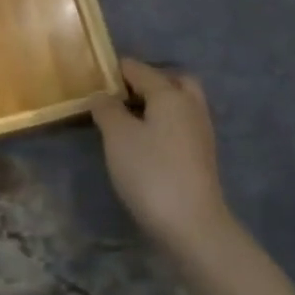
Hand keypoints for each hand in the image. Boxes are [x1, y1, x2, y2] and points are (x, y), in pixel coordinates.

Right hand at [90, 58, 231, 249]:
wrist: (192, 224)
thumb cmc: (150, 172)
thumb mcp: (118, 136)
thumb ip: (107, 109)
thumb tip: (102, 94)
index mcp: (170, 94)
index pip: (139, 69)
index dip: (115, 70)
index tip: (93, 78)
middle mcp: (191, 105)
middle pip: (171, 80)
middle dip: (147, 82)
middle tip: (121, 96)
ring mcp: (201, 131)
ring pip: (180, 103)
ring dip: (158, 104)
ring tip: (129, 120)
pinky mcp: (202, 155)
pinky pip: (182, 125)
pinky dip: (165, 123)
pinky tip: (146, 142)